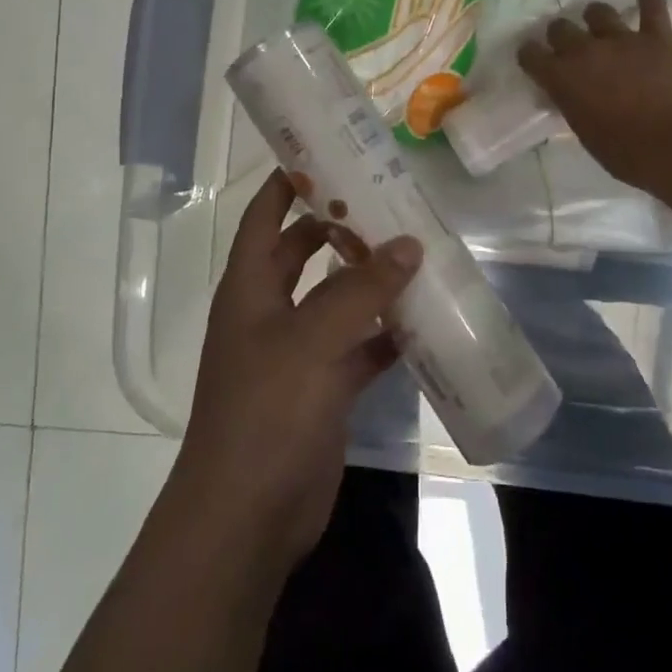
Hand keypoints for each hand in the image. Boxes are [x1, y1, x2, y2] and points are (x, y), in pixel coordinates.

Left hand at [173, 170, 421, 575]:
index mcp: (249, 288)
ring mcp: (298, 352)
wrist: (247, 517)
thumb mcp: (311, 340)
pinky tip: (424, 320)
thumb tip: (409, 244)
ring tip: (417, 250)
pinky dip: (386, 333)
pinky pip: (359, 347)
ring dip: (370, 279)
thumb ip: (361, 290)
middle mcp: (269, 312)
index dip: (289, 183)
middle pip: (303, 252)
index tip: (329, 154)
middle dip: (340, 227)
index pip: (264, 217)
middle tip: (388, 200)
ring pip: (337, 299)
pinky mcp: (324, 389)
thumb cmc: (266, 412)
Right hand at [517, 0, 671, 189]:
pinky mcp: (656, 38)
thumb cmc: (626, 153)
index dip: (530, 55)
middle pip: (560, 27)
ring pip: (598, 11)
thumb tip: (574, 97)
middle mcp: (585, 51)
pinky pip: (652, 6)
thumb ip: (575, 106)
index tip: (533, 59)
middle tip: (569, 46)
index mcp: (561, 79)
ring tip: (602, 26)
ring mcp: (621, 39)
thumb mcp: (586, 134)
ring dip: (597, 17)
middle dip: (560, 35)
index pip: (530, 55)